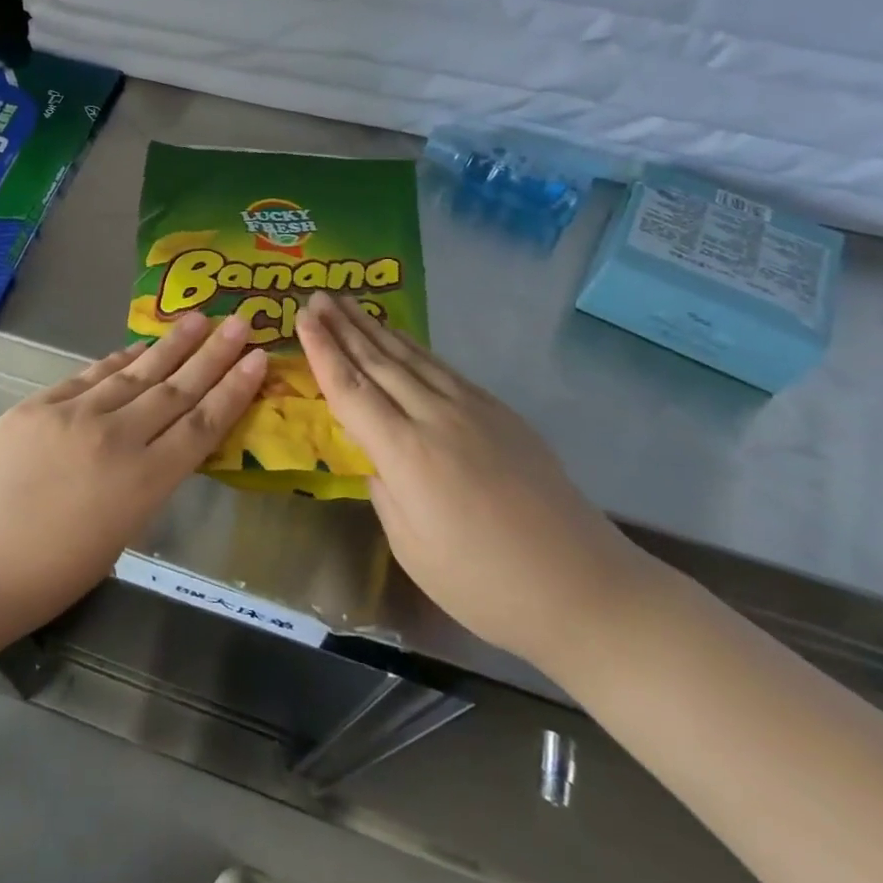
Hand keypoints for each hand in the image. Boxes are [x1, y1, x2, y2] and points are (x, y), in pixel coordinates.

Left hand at [0, 313, 266, 657]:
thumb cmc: (42, 582)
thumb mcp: (114, 541)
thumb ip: (141, 489)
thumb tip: (155, 450)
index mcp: (142, 484)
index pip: (201, 426)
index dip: (233, 390)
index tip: (258, 359)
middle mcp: (115, 439)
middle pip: (175, 389)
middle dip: (213, 354)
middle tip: (241, 321)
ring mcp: (72, 415)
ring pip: (135, 373)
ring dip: (170, 345)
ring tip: (198, 319)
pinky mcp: (36, 406)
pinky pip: (88, 376)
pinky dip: (116, 361)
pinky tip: (136, 347)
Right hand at [297, 293, 652, 668]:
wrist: (582, 587)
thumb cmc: (484, 583)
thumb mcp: (412, 546)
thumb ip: (384, 490)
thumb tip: (376, 456)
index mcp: (407, 454)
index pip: (351, 390)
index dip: (322, 352)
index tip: (300, 319)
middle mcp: (436, 418)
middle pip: (378, 362)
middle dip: (342, 327)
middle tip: (316, 296)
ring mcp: (472, 410)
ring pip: (411, 358)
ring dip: (374, 328)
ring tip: (347, 303)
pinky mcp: (500, 413)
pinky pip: (443, 369)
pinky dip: (413, 348)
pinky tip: (399, 338)